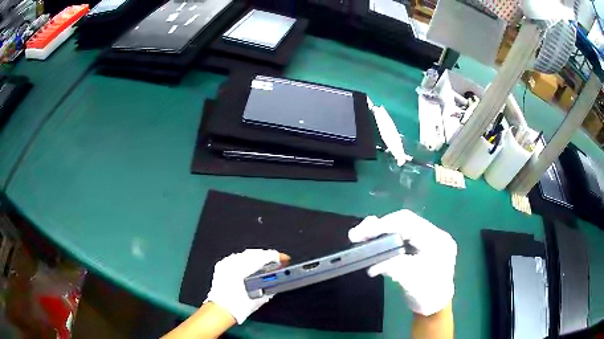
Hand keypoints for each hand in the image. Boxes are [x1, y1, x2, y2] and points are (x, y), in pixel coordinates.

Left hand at [205, 249, 288, 323]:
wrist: (221, 310)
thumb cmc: (240, 306)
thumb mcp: (262, 297)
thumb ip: (271, 284)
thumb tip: (277, 277)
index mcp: (245, 269)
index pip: (265, 256)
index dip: (278, 256)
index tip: (284, 259)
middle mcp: (234, 263)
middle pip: (256, 253)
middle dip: (267, 256)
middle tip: (277, 262)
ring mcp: (227, 263)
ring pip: (246, 254)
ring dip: (256, 258)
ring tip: (264, 265)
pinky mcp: (221, 265)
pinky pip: (236, 258)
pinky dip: (245, 260)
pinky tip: (250, 267)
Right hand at [348, 210, 456, 315]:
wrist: (435, 305)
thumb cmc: (427, 294)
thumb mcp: (411, 281)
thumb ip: (394, 268)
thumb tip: (373, 264)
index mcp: (436, 240)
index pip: (409, 223)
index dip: (385, 225)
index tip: (363, 232)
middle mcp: (433, 234)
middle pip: (404, 221)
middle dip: (380, 225)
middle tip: (357, 234)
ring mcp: (427, 239)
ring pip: (401, 226)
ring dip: (380, 230)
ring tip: (361, 235)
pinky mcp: (420, 246)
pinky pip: (401, 236)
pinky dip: (385, 238)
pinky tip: (372, 241)